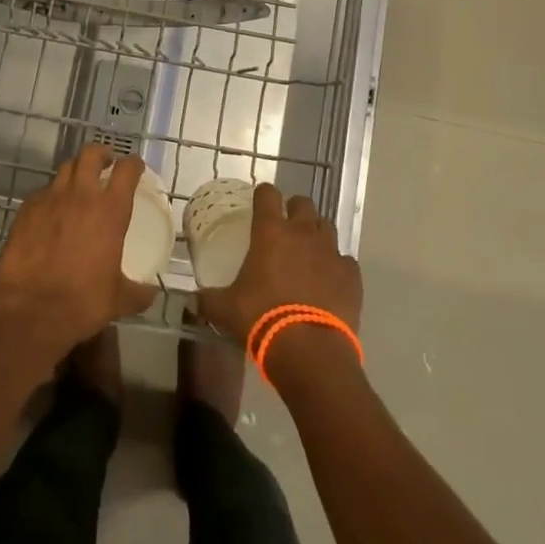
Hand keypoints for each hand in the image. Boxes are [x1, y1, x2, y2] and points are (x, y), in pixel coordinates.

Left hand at [0, 145, 157, 367]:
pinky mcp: (26, 210)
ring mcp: (50, 199)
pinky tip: (51, 212)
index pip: (126, 169)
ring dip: (75, 171)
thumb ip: (139, 292)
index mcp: (110, 209)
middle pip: (91, 154)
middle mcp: (81, 195)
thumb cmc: (82, 302)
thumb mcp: (119, 300)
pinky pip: (42, 192)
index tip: (136, 167)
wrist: (31, 312)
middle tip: (105, 164)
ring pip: (65, 168)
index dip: (134, 164)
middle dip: (101, 154)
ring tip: (78, 185)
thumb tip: (152, 293)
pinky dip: (51, 195)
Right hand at [198, 182, 361, 341]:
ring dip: (317, 234)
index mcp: (271, 232)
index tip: (259, 201)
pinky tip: (330, 280)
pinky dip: (337, 266)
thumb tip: (192, 300)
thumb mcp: (226, 309)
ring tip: (309, 252)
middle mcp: (303, 233)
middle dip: (295, 209)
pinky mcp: (352, 274)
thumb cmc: (262, 318)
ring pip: (327, 227)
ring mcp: (331, 251)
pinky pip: (345, 260)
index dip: (263, 194)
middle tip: (286, 226)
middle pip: (303, 203)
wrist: (309, 349)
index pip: (267, 195)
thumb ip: (208, 299)